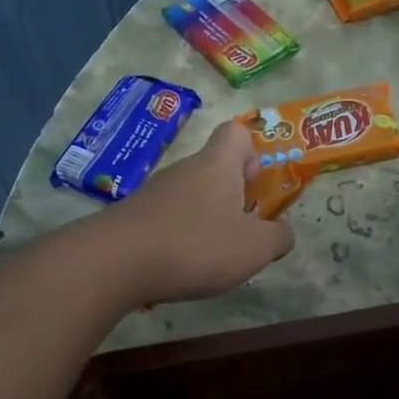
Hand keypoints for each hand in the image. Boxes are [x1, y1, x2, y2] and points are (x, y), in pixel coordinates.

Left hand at [100, 122, 295, 302]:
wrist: (115, 262)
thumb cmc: (196, 244)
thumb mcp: (254, 248)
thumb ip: (278, 238)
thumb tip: (284, 234)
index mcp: (217, 166)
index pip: (235, 132)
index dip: (251, 151)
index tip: (255, 184)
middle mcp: (184, 170)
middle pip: (213, 169)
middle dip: (231, 197)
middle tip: (242, 231)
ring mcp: (154, 193)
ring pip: (189, 196)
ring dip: (204, 219)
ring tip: (211, 256)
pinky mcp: (133, 217)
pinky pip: (166, 219)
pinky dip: (178, 237)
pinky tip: (179, 266)